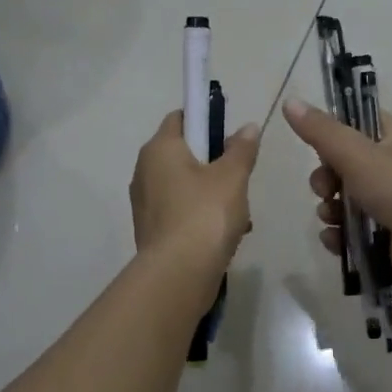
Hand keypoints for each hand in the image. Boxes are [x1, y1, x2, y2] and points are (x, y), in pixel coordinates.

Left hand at [130, 110, 260, 308]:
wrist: (179, 273)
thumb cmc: (206, 214)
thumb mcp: (233, 177)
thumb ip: (241, 149)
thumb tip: (247, 127)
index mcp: (159, 149)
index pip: (180, 118)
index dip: (206, 121)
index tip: (229, 137)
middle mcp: (144, 171)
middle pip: (184, 154)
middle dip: (214, 163)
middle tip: (239, 178)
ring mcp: (145, 203)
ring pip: (185, 186)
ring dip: (212, 194)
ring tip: (240, 214)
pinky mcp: (151, 230)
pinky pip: (180, 212)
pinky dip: (201, 217)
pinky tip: (227, 235)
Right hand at [281, 98, 391, 298]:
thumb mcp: (358, 155)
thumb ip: (322, 131)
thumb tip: (289, 101)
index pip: (360, 124)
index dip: (334, 134)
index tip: (316, 148)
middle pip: (348, 166)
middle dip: (327, 178)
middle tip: (325, 190)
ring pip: (349, 200)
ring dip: (331, 209)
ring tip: (331, 218)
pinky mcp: (391, 237)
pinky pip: (355, 231)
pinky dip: (341, 235)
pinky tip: (334, 241)